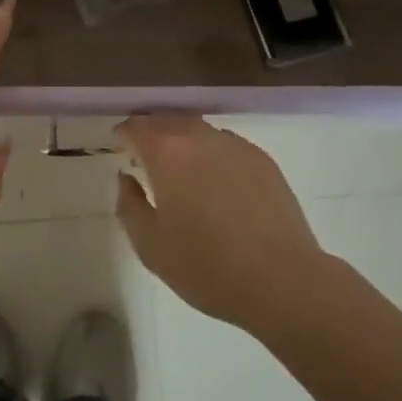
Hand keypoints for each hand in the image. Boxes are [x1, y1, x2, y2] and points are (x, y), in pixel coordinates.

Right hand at [114, 113, 328, 334]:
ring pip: (199, 130)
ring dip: (182, 140)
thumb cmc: (208, 267)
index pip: (137, 128)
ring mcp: (235, 145)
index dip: (124, 134)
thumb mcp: (152, 247)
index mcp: (167, 153)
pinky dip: (211, 153)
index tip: (119, 146)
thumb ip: (129, 206)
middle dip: (152, 132)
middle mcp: (199, 137)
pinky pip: (226, 145)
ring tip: (180, 167)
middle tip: (144, 154)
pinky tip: (216, 181)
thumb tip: (126, 178)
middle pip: (168, 121)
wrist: (282, 279)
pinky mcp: (261, 159)